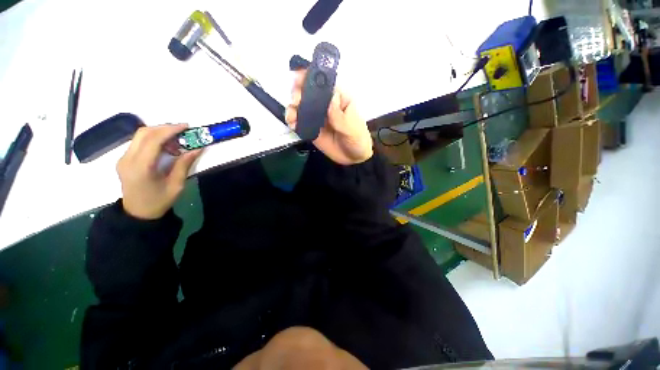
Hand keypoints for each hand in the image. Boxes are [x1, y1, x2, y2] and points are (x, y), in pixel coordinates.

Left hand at [117, 124, 202, 219]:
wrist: (138, 214)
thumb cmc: (159, 201)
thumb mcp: (176, 185)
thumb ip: (184, 165)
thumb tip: (197, 149)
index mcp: (141, 167)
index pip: (153, 139)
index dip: (170, 130)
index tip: (186, 127)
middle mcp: (127, 159)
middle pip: (144, 133)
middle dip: (165, 128)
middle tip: (183, 132)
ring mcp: (123, 158)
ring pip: (140, 135)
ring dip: (159, 133)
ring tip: (176, 142)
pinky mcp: (124, 159)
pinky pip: (139, 142)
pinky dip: (154, 140)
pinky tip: (166, 148)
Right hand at [285, 70, 372, 164]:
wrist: (353, 159)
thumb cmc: (358, 140)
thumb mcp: (353, 129)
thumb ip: (341, 117)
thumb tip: (331, 98)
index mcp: (339, 99)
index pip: (324, 84)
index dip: (311, 77)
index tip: (299, 77)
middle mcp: (326, 105)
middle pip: (309, 93)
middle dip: (299, 93)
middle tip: (296, 101)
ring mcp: (317, 117)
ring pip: (301, 107)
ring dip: (293, 107)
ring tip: (292, 116)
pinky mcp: (311, 129)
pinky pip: (300, 122)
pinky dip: (293, 121)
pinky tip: (292, 124)